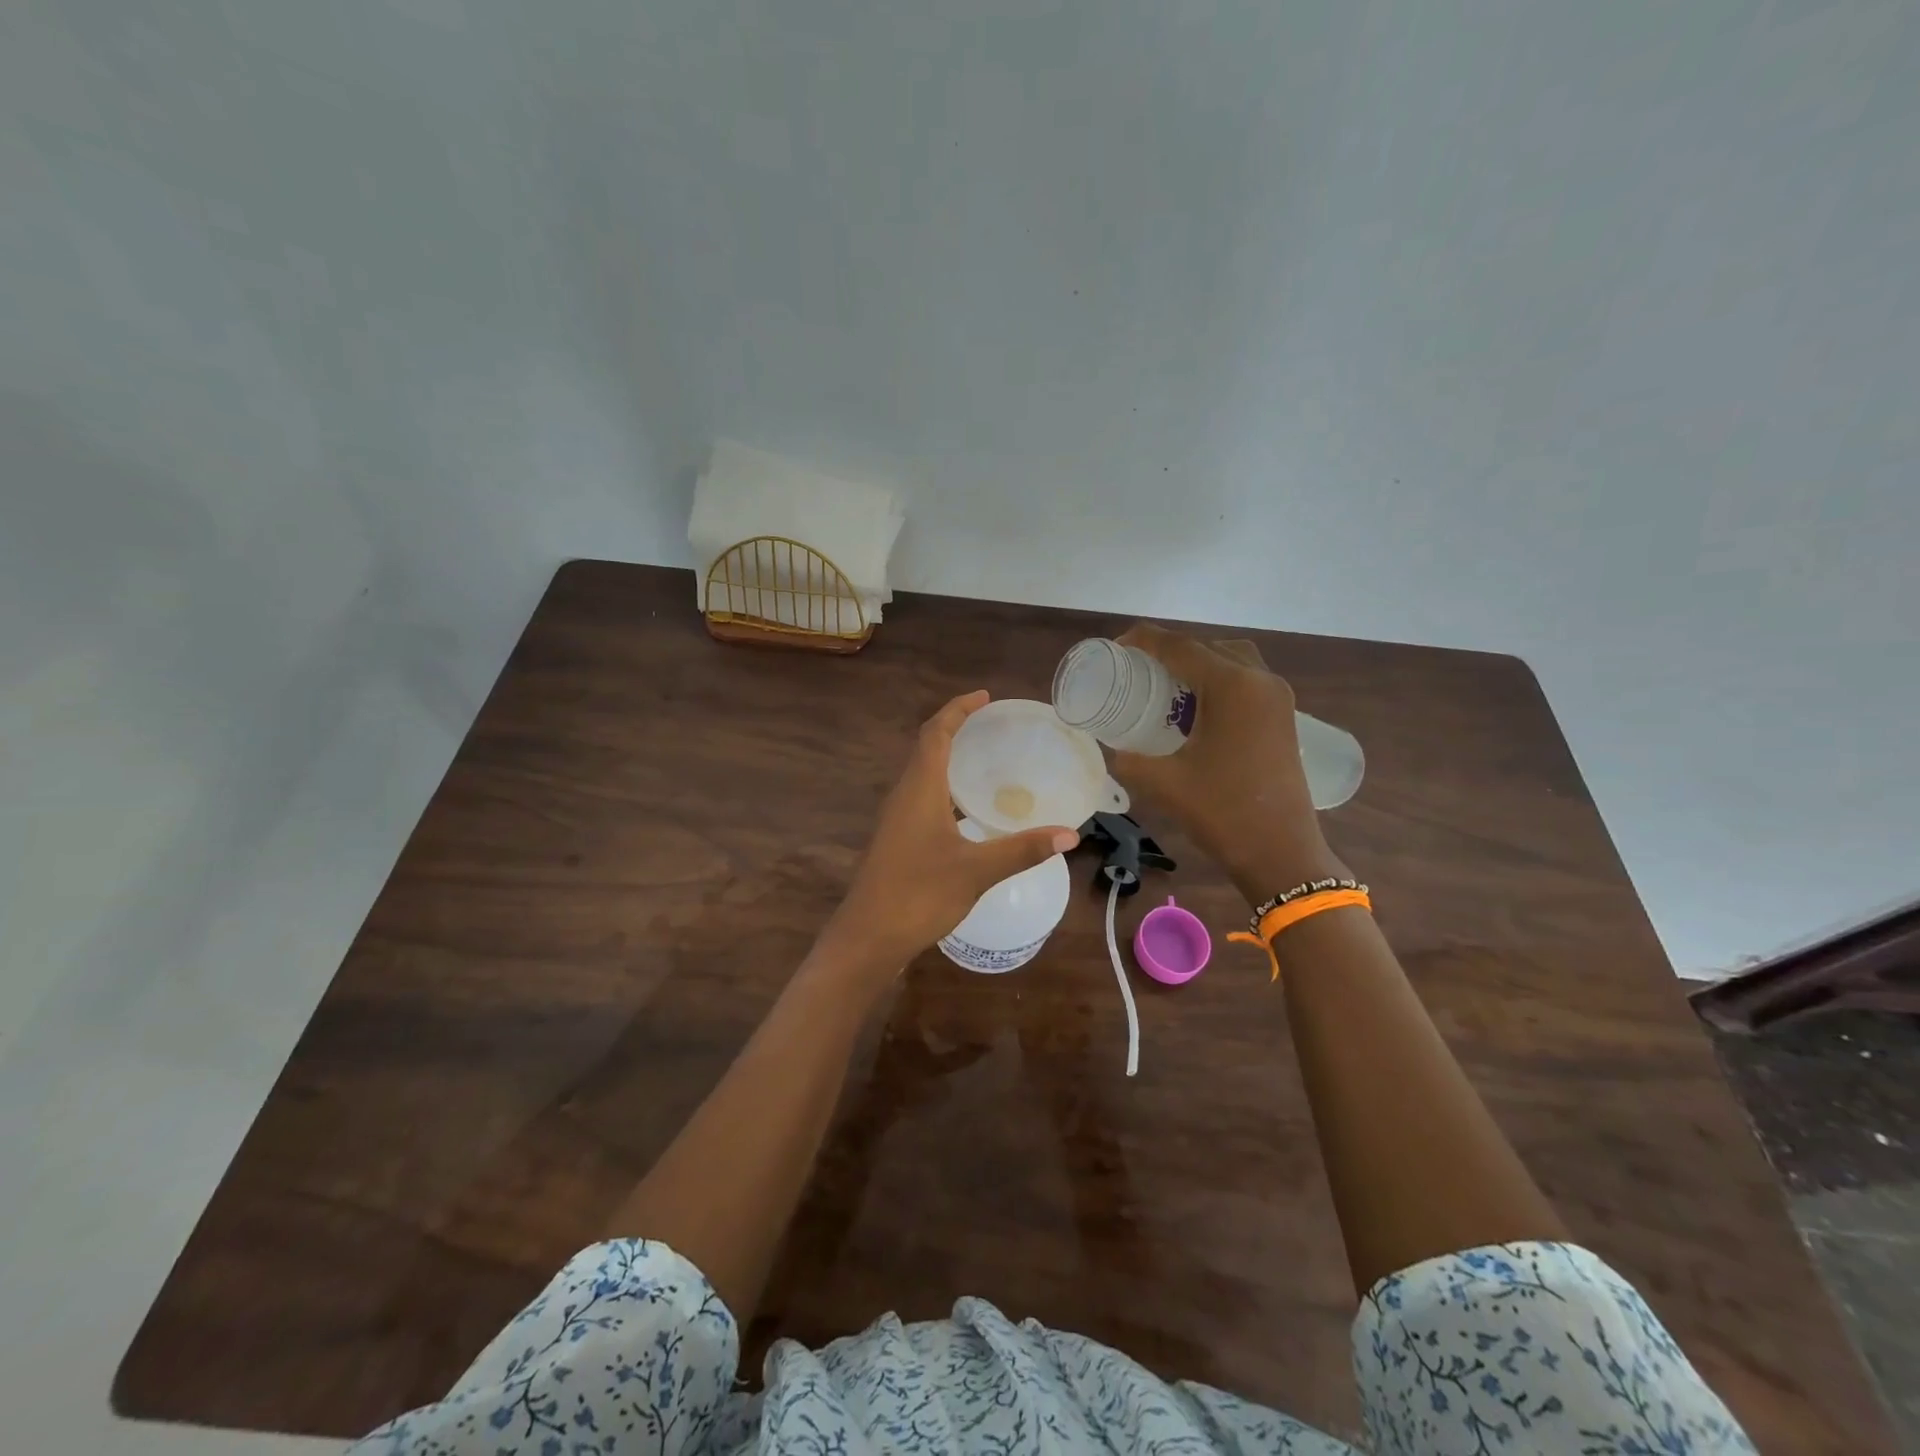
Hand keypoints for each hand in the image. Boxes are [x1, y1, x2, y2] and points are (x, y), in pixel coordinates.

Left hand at [822, 692, 1078, 973]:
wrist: (868, 936)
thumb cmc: (919, 894)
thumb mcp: (977, 870)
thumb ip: (1022, 849)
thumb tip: (1070, 834)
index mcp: (919, 788)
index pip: (936, 732)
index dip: (958, 709)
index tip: (985, 697)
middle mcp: (904, 794)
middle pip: (927, 747)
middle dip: (956, 728)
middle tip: (992, 724)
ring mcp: (896, 818)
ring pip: (922, 773)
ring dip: (948, 757)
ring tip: (984, 758)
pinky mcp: (896, 839)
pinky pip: (921, 796)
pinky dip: (945, 786)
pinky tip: (967, 809)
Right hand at [1109, 624, 1344, 902]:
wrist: (1281, 854)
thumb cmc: (1222, 812)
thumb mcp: (1163, 783)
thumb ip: (1128, 759)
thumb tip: (1112, 747)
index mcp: (1233, 687)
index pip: (1180, 647)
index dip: (1145, 641)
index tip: (1116, 647)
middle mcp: (1260, 681)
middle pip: (1209, 647)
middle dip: (1172, 652)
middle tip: (1140, 671)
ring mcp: (1278, 699)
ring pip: (1233, 661)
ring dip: (1200, 666)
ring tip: (1167, 689)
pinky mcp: (1284, 719)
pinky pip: (1247, 682)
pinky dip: (1219, 683)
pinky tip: (1196, 712)